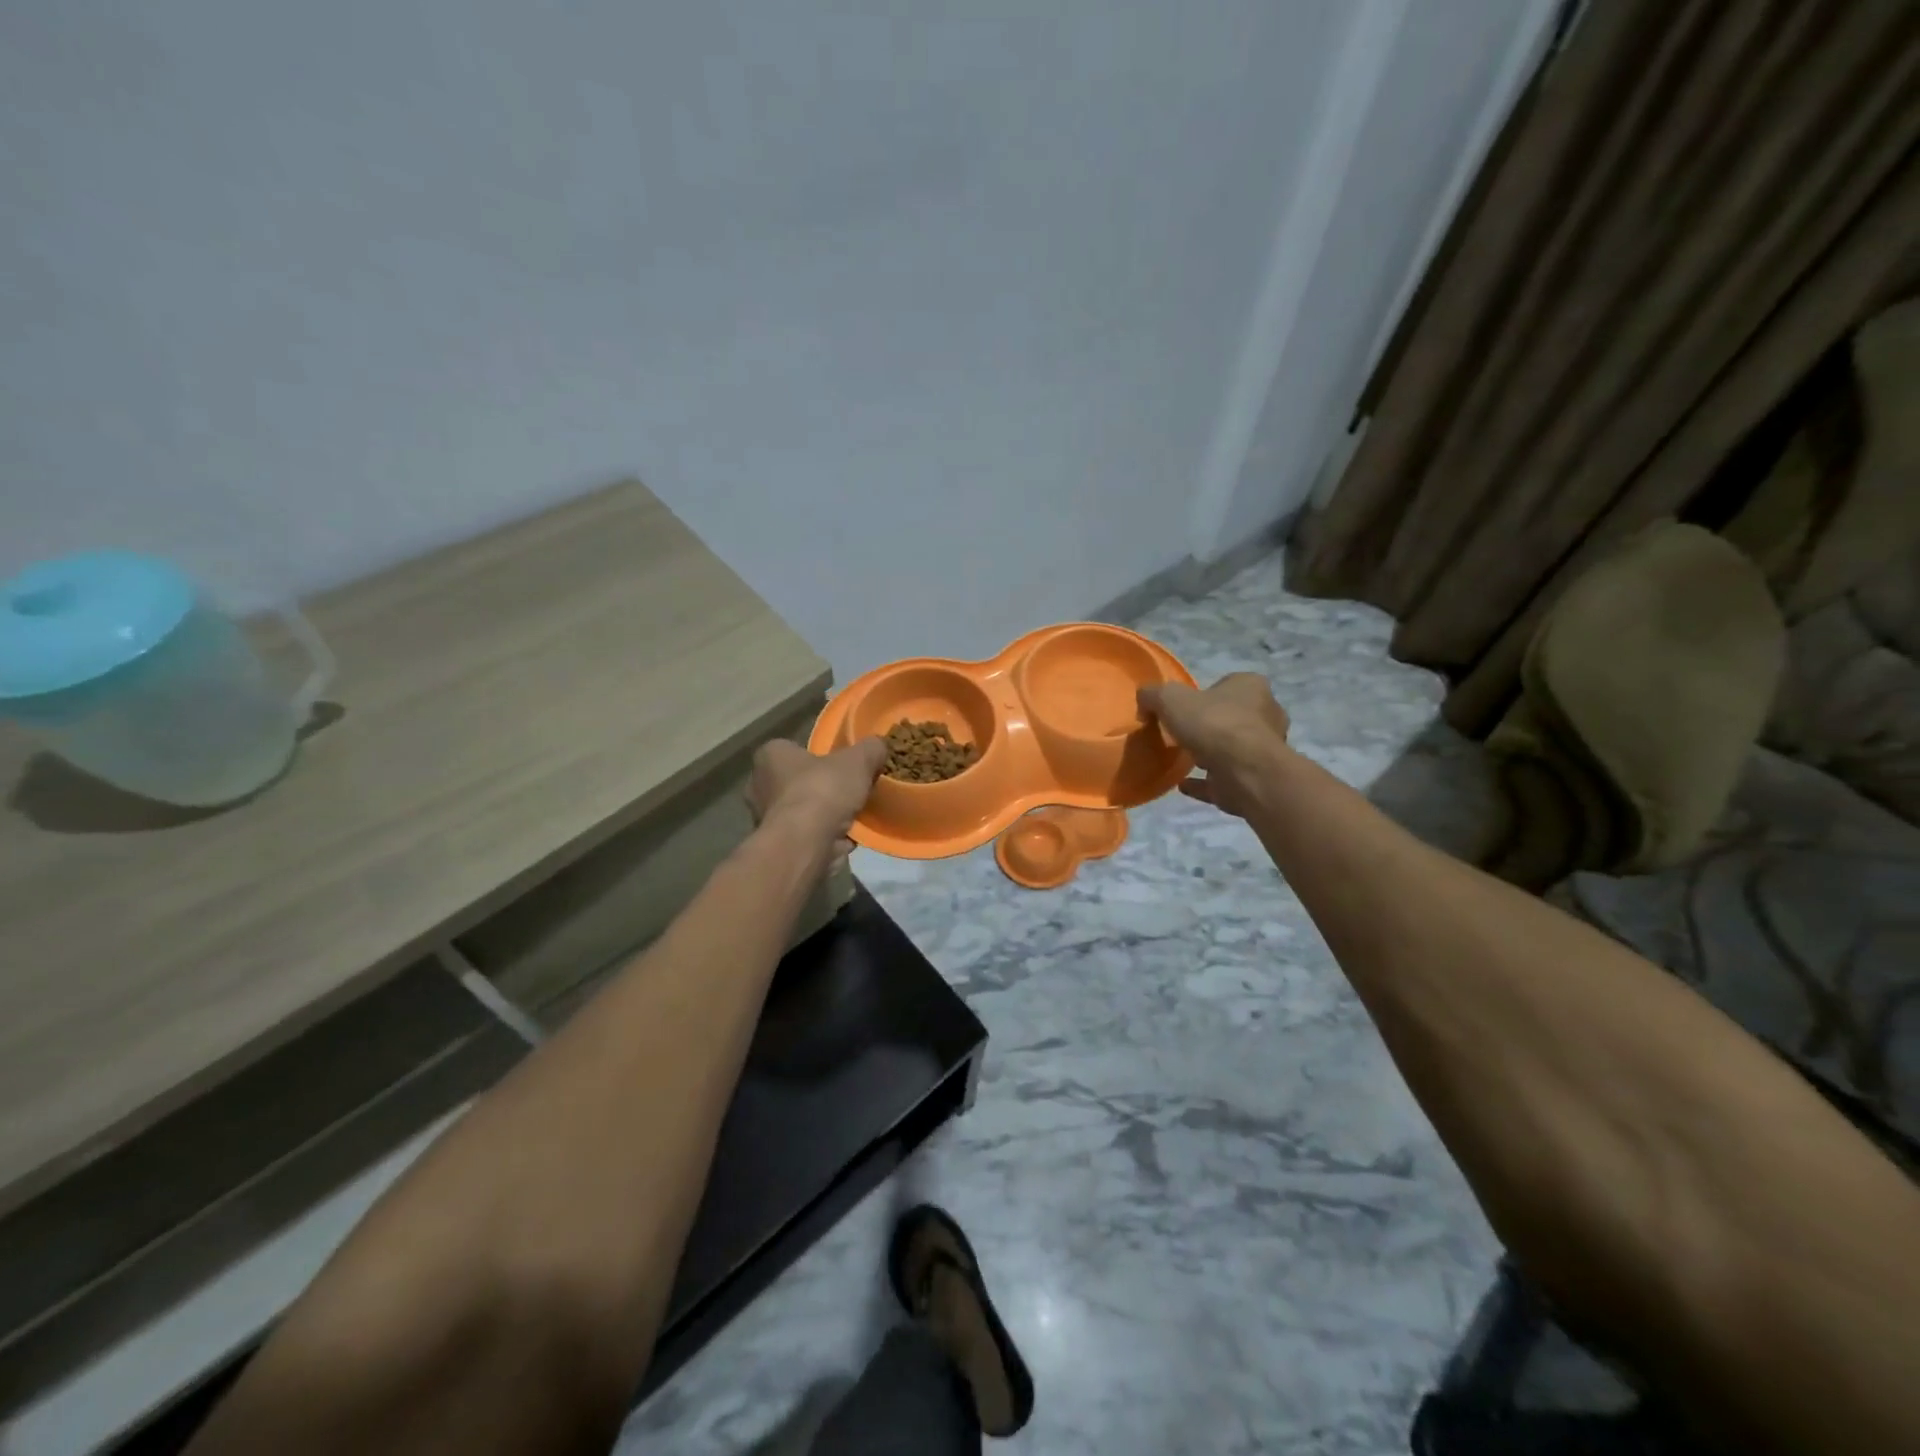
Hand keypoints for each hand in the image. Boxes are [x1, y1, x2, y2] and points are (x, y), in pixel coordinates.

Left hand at [747, 737, 887, 856]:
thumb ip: (870, 749)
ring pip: (803, 812)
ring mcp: (766, 820)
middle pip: (797, 782)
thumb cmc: (822, 791)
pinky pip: (807, 836)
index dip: (817, 756)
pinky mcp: (778, 847)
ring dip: (825, 816)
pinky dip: (825, 838)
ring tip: (853, 817)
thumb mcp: (858, 760)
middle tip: (849, 791)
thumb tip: (878, 746)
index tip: (840, 764)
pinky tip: (847, 839)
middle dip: (822, 788)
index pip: (792, 749)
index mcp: (770, 756)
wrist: (805, 845)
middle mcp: (759, 786)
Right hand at [1137, 673, 1291, 818]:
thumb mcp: (1170, 699)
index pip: (1229, 684)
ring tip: (1181, 758)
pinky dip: (1204, 782)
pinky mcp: (1254, 779)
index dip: (1205, 693)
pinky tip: (1182, 784)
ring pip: (1232, 748)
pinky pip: (1223, 778)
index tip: (1184, 706)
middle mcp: (1266, 715)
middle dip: (1210, 724)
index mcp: (1251, 687)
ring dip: (1209, 753)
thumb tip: (1144, 701)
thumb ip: (1153, 695)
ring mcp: (1263, 750)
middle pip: (1233, 716)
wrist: (1245, 772)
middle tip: (1182, 732)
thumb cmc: (1213, 724)